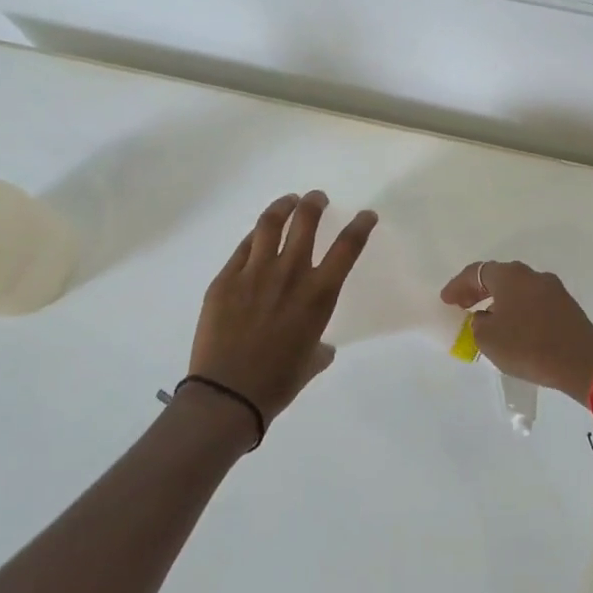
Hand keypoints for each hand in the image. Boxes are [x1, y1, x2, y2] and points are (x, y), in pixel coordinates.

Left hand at [190, 191, 377, 425]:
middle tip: (316, 199)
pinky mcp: (226, 279)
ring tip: (288, 202)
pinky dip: (256, 236)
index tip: (366, 215)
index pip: (348, 246)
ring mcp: (254, 273)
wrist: (228, 393)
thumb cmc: (278, 382)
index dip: (361, 225)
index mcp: (319, 294)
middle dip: (315, 203)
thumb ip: (320, 347)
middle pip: (306, 221)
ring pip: (271, 224)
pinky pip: (244, 248)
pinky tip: (258, 236)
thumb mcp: (311, 362)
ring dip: (283, 207)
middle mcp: (290, 274)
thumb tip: (321, 347)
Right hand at [439, 260, 592, 404]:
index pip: (476, 272)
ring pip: (518, 289)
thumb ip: (479, 323)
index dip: (458, 286)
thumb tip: (486, 317)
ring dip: (500, 300)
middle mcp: (532, 275)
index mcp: (510, 276)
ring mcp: (553, 289)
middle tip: (463, 306)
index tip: (446, 301)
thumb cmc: (528, 346)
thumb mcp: (489, 339)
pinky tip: (514, 328)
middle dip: (478, 290)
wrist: (582, 361)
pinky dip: (518, 309)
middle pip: (499, 276)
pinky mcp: (566, 306)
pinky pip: (533, 302)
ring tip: (487, 319)